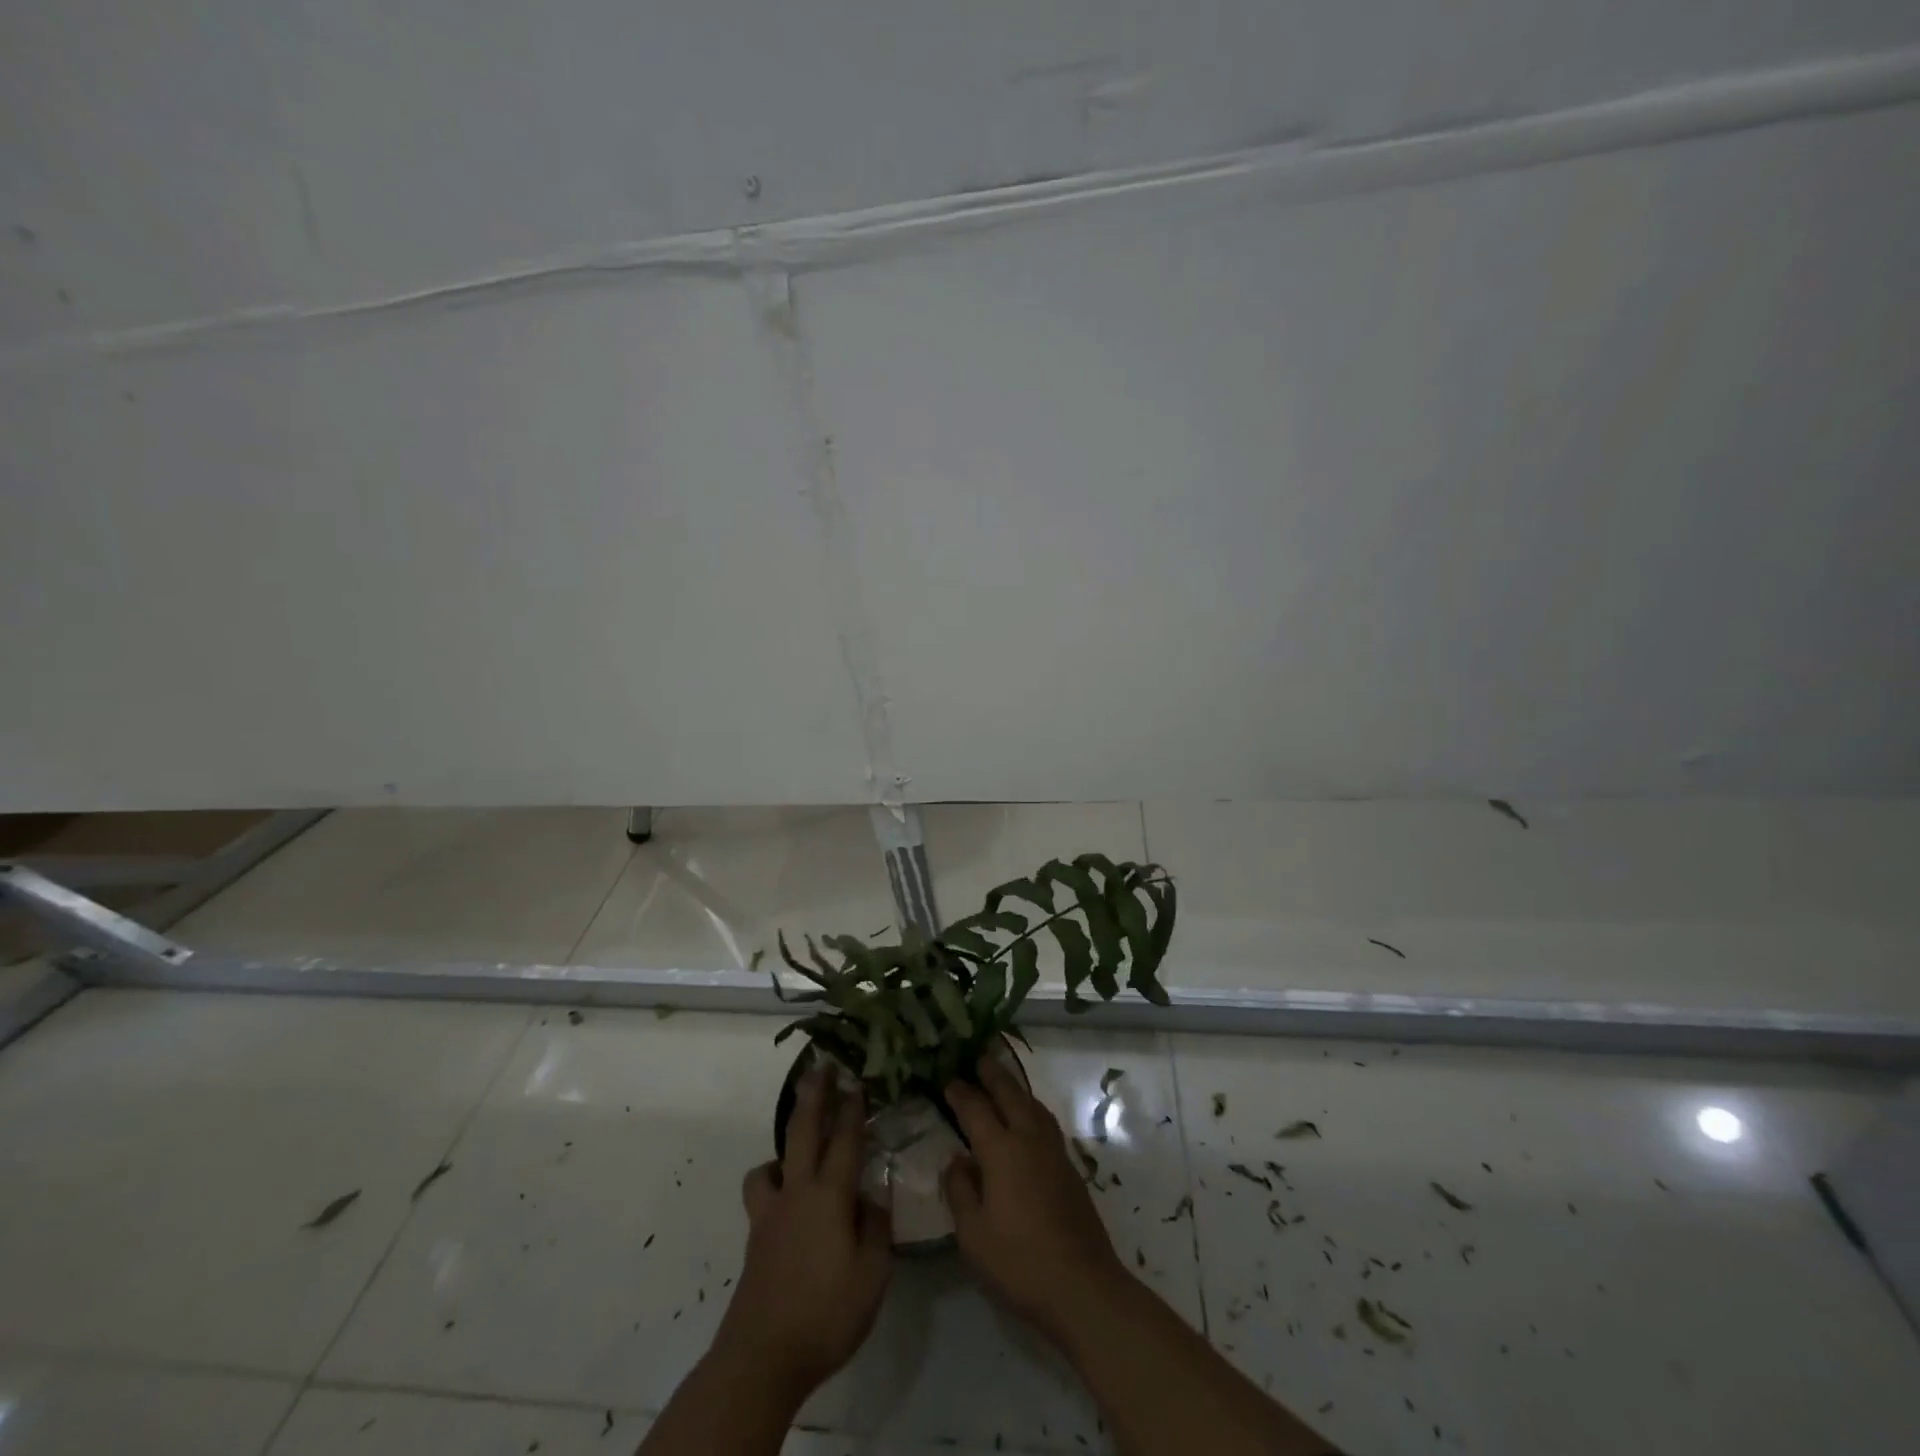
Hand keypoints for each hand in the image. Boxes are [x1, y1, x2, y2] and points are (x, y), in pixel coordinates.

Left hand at [716, 1068, 892, 1397]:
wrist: (762, 1357)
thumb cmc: (826, 1313)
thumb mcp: (872, 1275)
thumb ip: (876, 1229)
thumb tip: (872, 1199)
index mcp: (829, 1197)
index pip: (845, 1141)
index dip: (853, 1109)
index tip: (858, 1080)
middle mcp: (797, 1193)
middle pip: (803, 1132)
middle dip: (813, 1096)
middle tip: (819, 1067)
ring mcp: (770, 1214)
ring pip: (771, 1163)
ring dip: (784, 1147)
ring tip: (798, 1149)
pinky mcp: (756, 1238)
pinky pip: (762, 1194)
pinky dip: (772, 1183)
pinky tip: (785, 1199)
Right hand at [943, 1056, 1128, 1344]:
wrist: (1082, 1285)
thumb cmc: (1019, 1262)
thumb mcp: (973, 1235)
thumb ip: (960, 1191)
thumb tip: (957, 1159)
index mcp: (1001, 1151)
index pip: (976, 1110)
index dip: (960, 1093)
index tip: (948, 1078)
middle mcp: (1029, 1139)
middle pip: (1010, 1094)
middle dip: (992, 1074)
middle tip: (979, 1056)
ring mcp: (1053, 1151)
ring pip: (1032, 1104)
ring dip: (1015, 1087)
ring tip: (1004, 1080)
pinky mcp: (1070, 1167)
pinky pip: (1045, 1121)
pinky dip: (1032, 1107)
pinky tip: (1029, 1117)